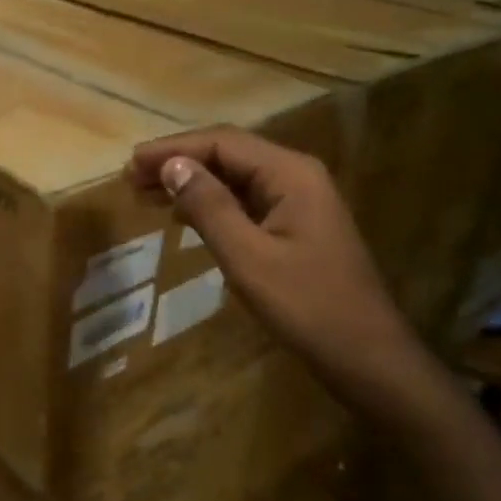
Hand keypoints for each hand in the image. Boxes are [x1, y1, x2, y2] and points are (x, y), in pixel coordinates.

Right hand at [127, 128, 426, 417]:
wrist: (369, 358)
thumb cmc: (308, 307)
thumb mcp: (248, 257)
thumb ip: (209, 207)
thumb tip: (171, 166)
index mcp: (290, 173)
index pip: (221, 143)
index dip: (172, 149)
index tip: (131, 164)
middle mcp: (296, 175)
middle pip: (228, 153)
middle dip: (178, 162)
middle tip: (131, 179)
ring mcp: (298, 200)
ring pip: (234, 176)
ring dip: (191, 181)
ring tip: (146, 194)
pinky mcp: (295, 225)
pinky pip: (245, 200)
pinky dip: (210, 203)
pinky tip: (184, 216)